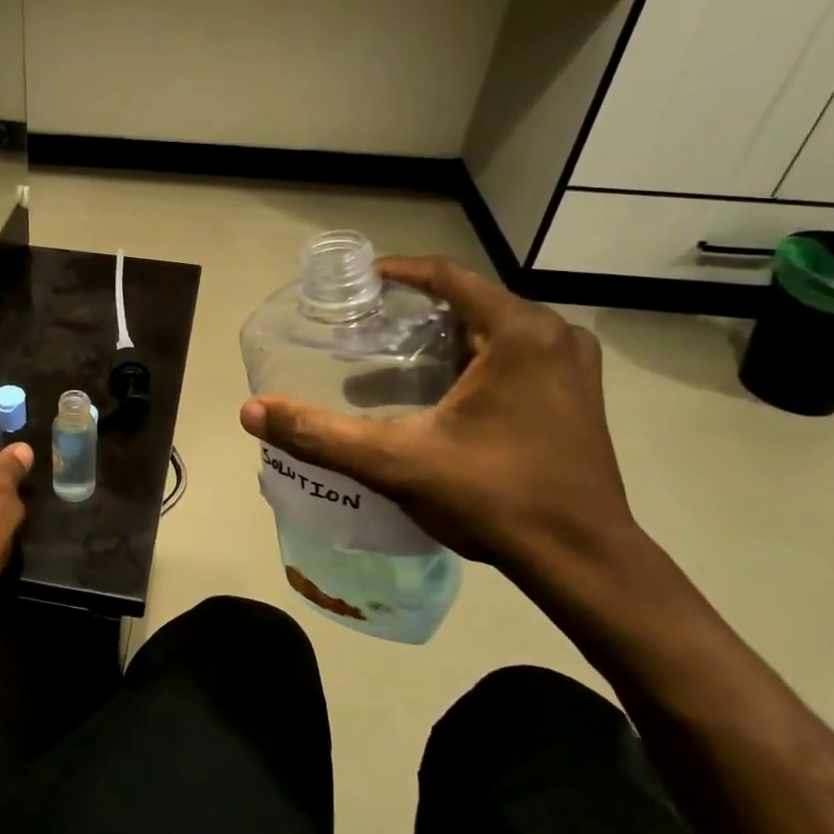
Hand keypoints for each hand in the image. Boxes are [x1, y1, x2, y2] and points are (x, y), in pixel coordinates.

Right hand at [240, 256, 638, 590]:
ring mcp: (572, 366)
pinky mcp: (577, 395)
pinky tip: (437, 396)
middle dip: (413, 313)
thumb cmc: (494, 498)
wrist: (581, 560)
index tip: (355, 284)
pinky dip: (471, 362)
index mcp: (520, 333)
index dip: (397, 273)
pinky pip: (514, 357)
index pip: (448, 276)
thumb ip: (320, 434)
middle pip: (469, 303)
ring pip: (492, 332)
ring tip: (388, 365)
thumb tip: (251, 411)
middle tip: (362, 330)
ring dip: (440, 340)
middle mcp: (555, 336)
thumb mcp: (396, 462)